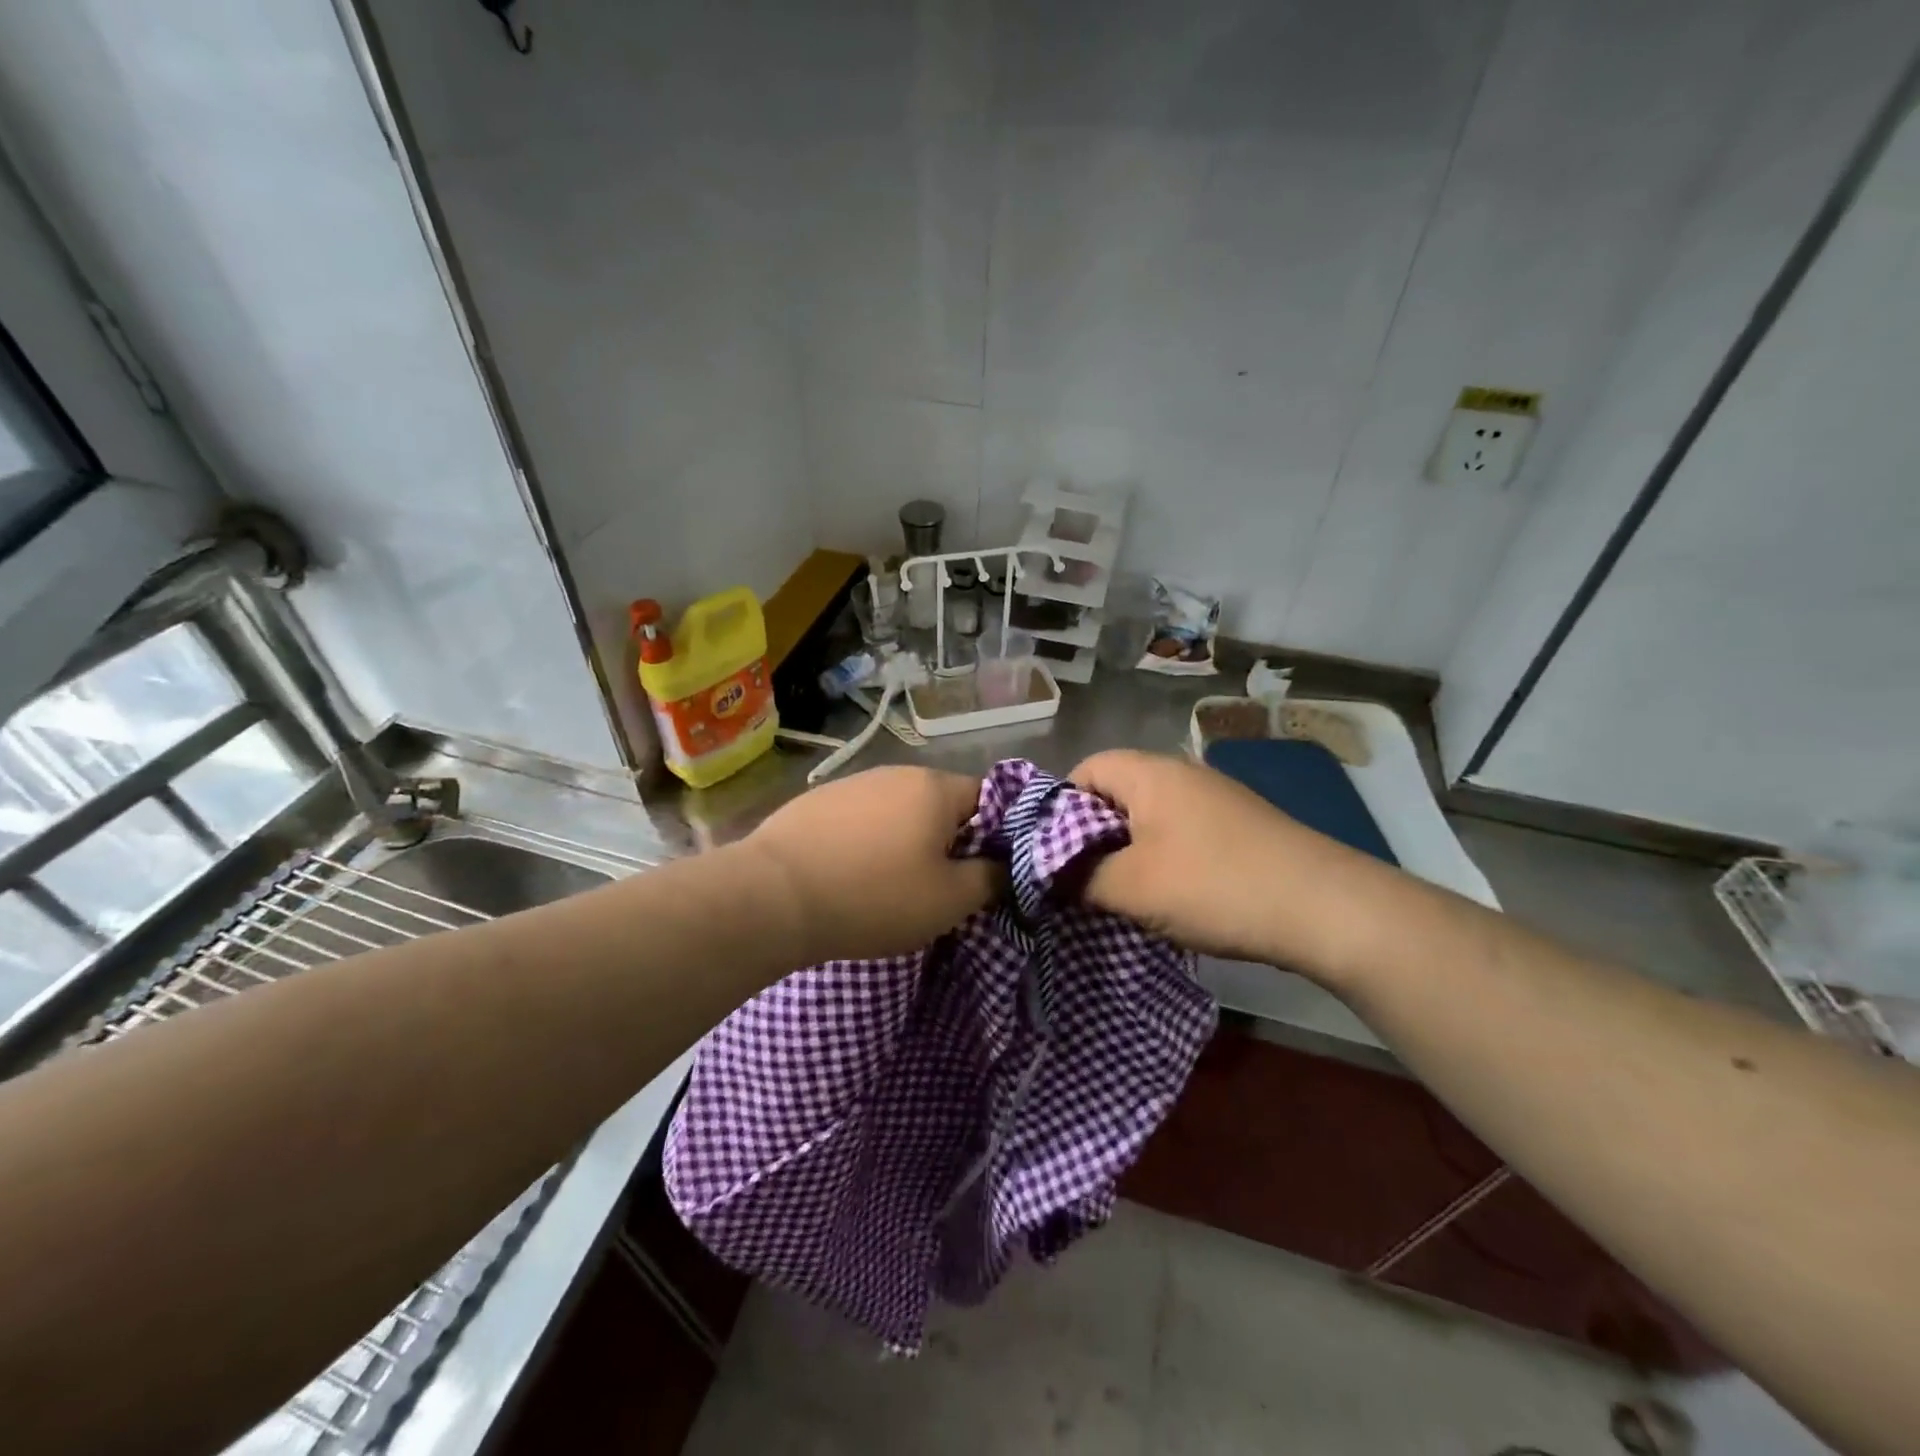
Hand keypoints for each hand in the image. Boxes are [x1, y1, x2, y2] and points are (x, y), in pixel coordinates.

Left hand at [735, 766, 998, 962]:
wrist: (773, 896)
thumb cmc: (874, 896)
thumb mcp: (948, 901)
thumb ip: (989, 879)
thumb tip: (1002, 867)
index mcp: (934, 787)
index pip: (987, 798)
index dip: (995, 834)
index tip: (985, 871)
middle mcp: (896, 773)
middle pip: (941, 804)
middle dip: (948, 840)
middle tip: (940, 885)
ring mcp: (852, 783)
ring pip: (899, 811)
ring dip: (906, 840)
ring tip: (891, 883)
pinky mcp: (816, 801)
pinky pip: (860, 819)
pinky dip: (867, 841)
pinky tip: (850, 874)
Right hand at [1068, 749, 1389, 979]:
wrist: (1326, 908)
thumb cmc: (1215, 885)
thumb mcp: (1132, 888)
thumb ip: (1078, 878)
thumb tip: (1050, 875)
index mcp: (1150, 772)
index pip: (1084, 769)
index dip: (1058, 808)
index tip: (1050, 853)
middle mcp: (1182, 773)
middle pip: (1116, 792)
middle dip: (1092, 835)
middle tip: (1081, 879)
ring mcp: (1216, 798)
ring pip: (1149, 816)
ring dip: (1128, 851)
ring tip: (1122, 893)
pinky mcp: (1241, 826)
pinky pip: (1181, 833)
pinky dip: (1163, 858)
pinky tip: (1170, 895)